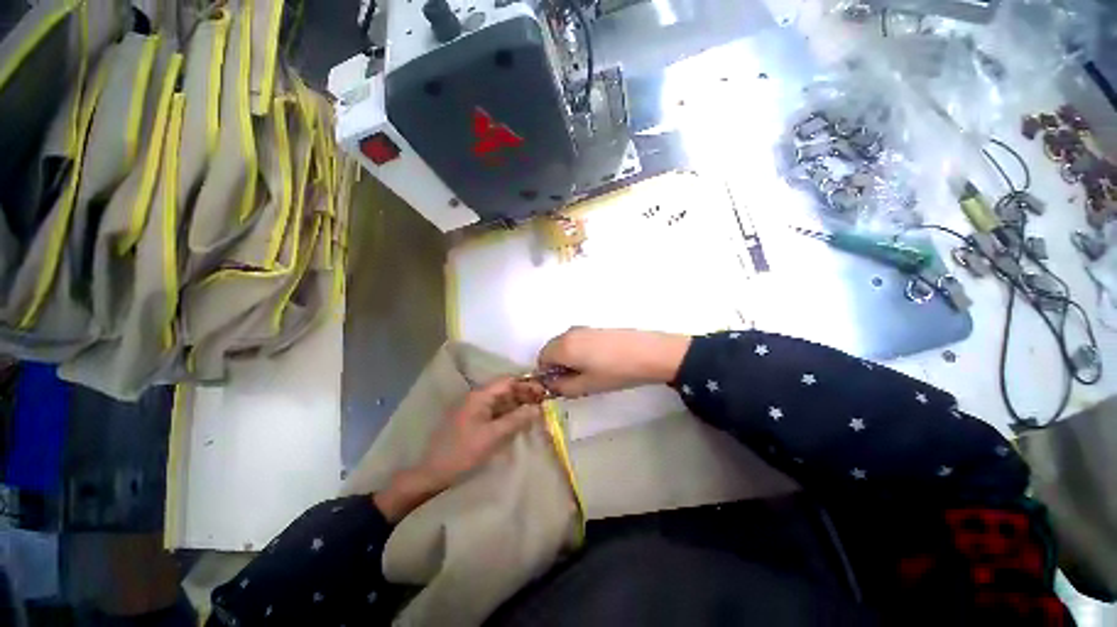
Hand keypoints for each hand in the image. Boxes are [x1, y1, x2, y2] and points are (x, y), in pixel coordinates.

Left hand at [374, 377, 545, 521]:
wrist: (432, 474)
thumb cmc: (462, 452)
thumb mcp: (493, 436)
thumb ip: (517, 420)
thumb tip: (538, 408)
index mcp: (479, 396)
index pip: (508, 381)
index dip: (527, 384)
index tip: (544, 392)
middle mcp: (477, 398)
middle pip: (505, 390)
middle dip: (525, 394)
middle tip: (544, 403)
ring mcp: (474, 410)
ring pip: (501, 401)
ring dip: (518, 404)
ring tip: (536, 411)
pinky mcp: (474, 421)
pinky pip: (496, 412)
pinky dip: (509, 414)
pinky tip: (520, 421)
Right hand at [537, 328, 691, 397]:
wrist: (647, 353)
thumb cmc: (614, 372)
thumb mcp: (586, 386)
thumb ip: (562, 387)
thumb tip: (551, 384)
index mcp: (562, 347)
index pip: (541, 359)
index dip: (547, 375)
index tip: (561, 385)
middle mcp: (569, 333)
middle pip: (552, 349)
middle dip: (557, 365)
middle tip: (575, 379)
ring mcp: (583, 328)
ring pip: (565, 344)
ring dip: (569, 358)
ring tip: (590, 371)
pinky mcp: (596, 328)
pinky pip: (577, 340)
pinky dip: (579, 351)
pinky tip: (599, 360)